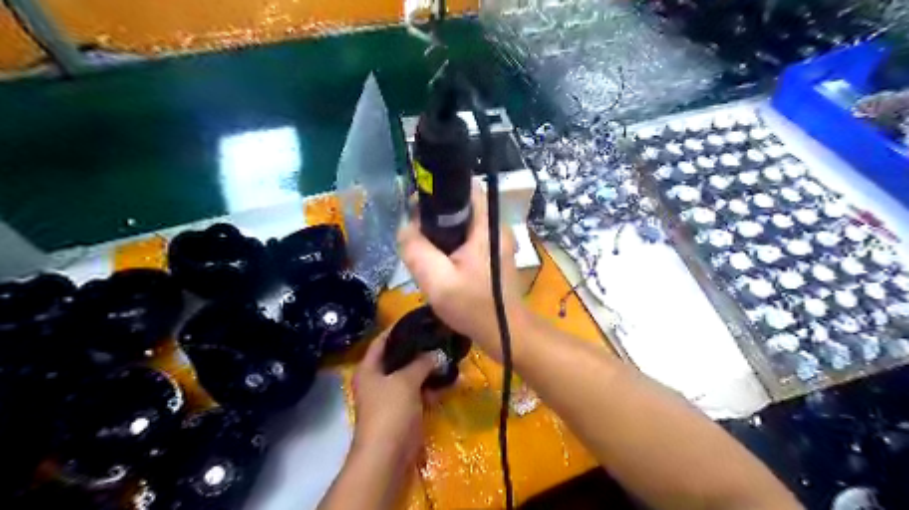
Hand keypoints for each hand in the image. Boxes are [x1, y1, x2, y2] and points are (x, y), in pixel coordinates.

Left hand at [351, 332, 440, 464]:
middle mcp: (377, 380)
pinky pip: (419, 393)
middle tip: (438, 338)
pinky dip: (432, 387)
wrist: (387, 456)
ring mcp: (390, 397)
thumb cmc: (390, 411)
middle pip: (398, 358)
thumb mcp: (405, 381)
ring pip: (411, 376)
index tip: (418, 320)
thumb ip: (421, 363)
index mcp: (369, 369)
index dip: (397, 329)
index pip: (382, 341)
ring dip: (428, 369)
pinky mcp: (403, 412)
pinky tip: (450, 380)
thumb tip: (437, 353)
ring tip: (448, 356)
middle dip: (418, 350)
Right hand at [400, 188, 524, 361]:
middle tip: (417, 233)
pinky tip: (440, 262)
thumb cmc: (474, 307)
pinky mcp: (493, 255)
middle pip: (463, 206)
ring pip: (464, 223)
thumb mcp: (437, 281)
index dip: (441, 191)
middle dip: (437, 214)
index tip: (418, 206)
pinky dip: (452, 244)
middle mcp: (496, 228)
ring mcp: (497, 242)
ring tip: (425, 249)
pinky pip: (468, 238)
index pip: (467, 188)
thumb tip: (406, 226)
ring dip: (443, 231)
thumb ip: (416, 250)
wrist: (505, 334)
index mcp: (487, 227)